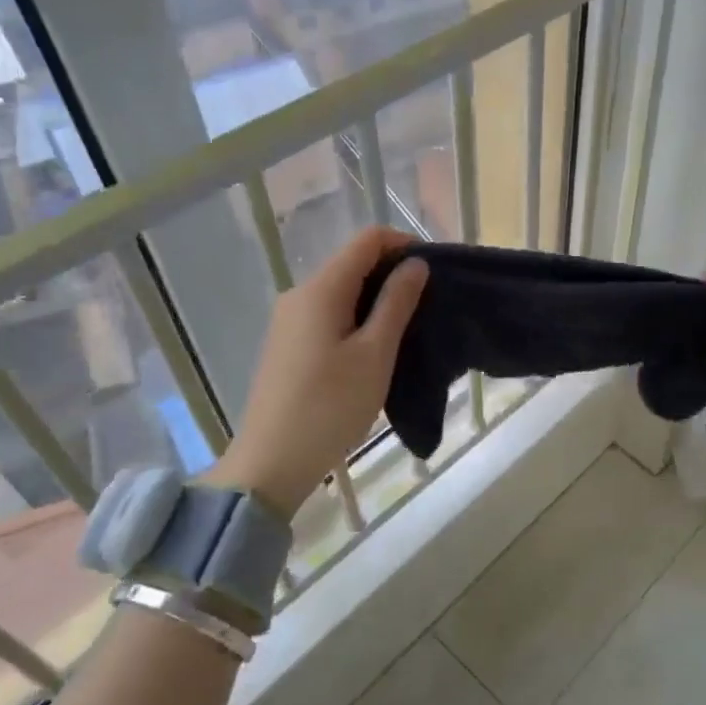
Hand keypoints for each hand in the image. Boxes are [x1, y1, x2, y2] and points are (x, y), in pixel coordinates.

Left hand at [206, 227, 428, 516]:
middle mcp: (300, 295)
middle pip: (353, 264)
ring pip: (341, 292)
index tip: (434, 272)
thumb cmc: (330, 406)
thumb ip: (396, 303)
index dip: (404, 245)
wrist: (271, 463)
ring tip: (408, 330)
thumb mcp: (375, 354)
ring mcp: (289, 321)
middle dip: (393, 275)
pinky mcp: (288, 345)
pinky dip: (357, 320)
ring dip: (377, 300)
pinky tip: (375, 350)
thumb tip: (415, 264)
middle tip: (429, 305)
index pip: (367, 241)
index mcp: (320, 290)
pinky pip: (328, 315)